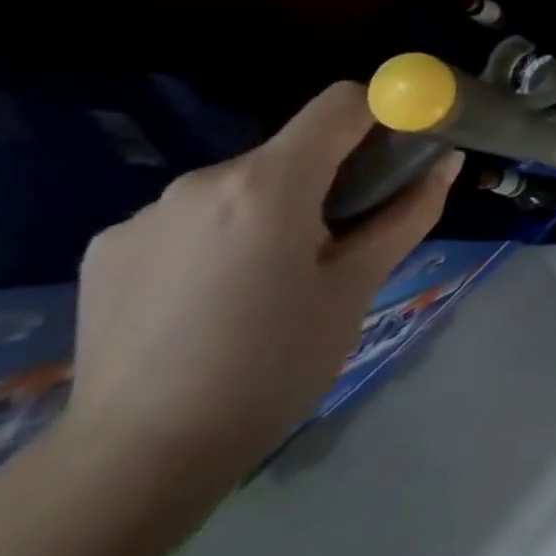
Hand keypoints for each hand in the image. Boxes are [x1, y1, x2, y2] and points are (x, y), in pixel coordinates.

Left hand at [63, 83, 461, 492]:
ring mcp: (144, 215)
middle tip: (347, 239)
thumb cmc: (278, 360)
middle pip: (293, 150)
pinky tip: (219, 298)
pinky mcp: (108, 249)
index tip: (405, 151)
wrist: (143, 452)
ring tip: (278, 279)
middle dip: (331, 177)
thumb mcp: (360, 284)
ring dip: (276, 210)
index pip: (341, 103)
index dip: (385, 114)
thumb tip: (447, 162)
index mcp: (268, 185)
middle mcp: (200, 182)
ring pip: (243, 187)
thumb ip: (408, 212)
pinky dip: (223, 238)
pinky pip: (192, 219)